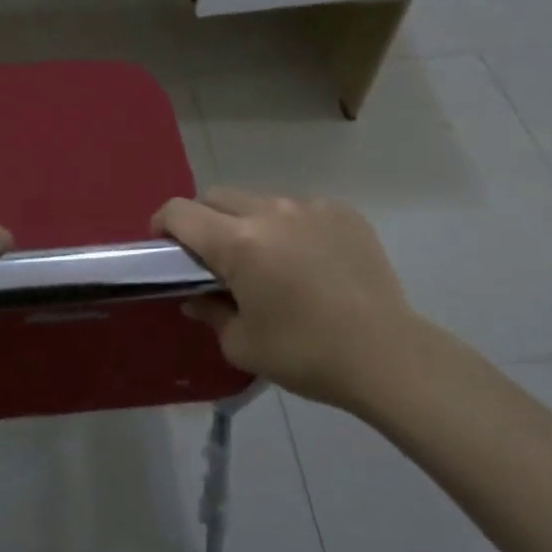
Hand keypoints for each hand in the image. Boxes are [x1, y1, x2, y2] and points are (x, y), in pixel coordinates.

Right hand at [153, 188, 428, 414]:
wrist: (388, 356)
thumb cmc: (306, 354)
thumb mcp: (243, 345)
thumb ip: (210, 313)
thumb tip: (196, 298)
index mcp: (237, 242)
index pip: (180, 211)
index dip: (162, 223)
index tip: (164, 245)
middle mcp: (269, 211)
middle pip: (216, 196)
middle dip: (203, 219)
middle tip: (212, 256)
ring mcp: (309, 207)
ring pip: (260, 201)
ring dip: (248, 223)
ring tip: (268, 261)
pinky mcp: (342, 212)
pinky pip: (300, 209)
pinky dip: (291, 228)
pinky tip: (309, 263)